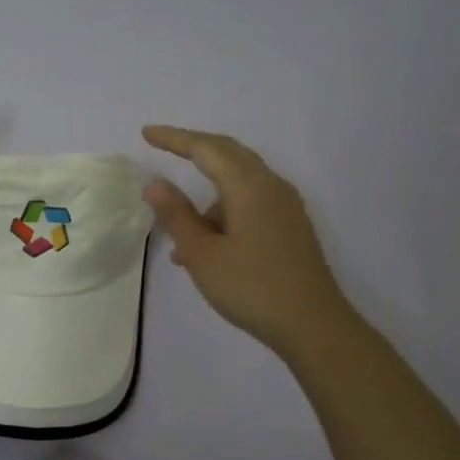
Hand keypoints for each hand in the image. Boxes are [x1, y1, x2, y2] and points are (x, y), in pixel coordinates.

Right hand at [140, 125, 351, 360]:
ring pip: (239, 183)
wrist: (313, 325)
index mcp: (248, 187)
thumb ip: (176, 215)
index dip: (174, 139)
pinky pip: (250, 203)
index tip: (146, 133)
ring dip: (207, 197)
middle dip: (195, 149)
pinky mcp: (290, 227)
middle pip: (229, 154)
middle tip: (163, 147)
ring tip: (179, 239)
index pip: (206, 149)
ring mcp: (285, 207)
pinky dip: (223, 213)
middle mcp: (271, 187)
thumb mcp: (202, 254)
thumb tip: (154, 183)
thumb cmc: (251, 287)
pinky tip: (206, 249)